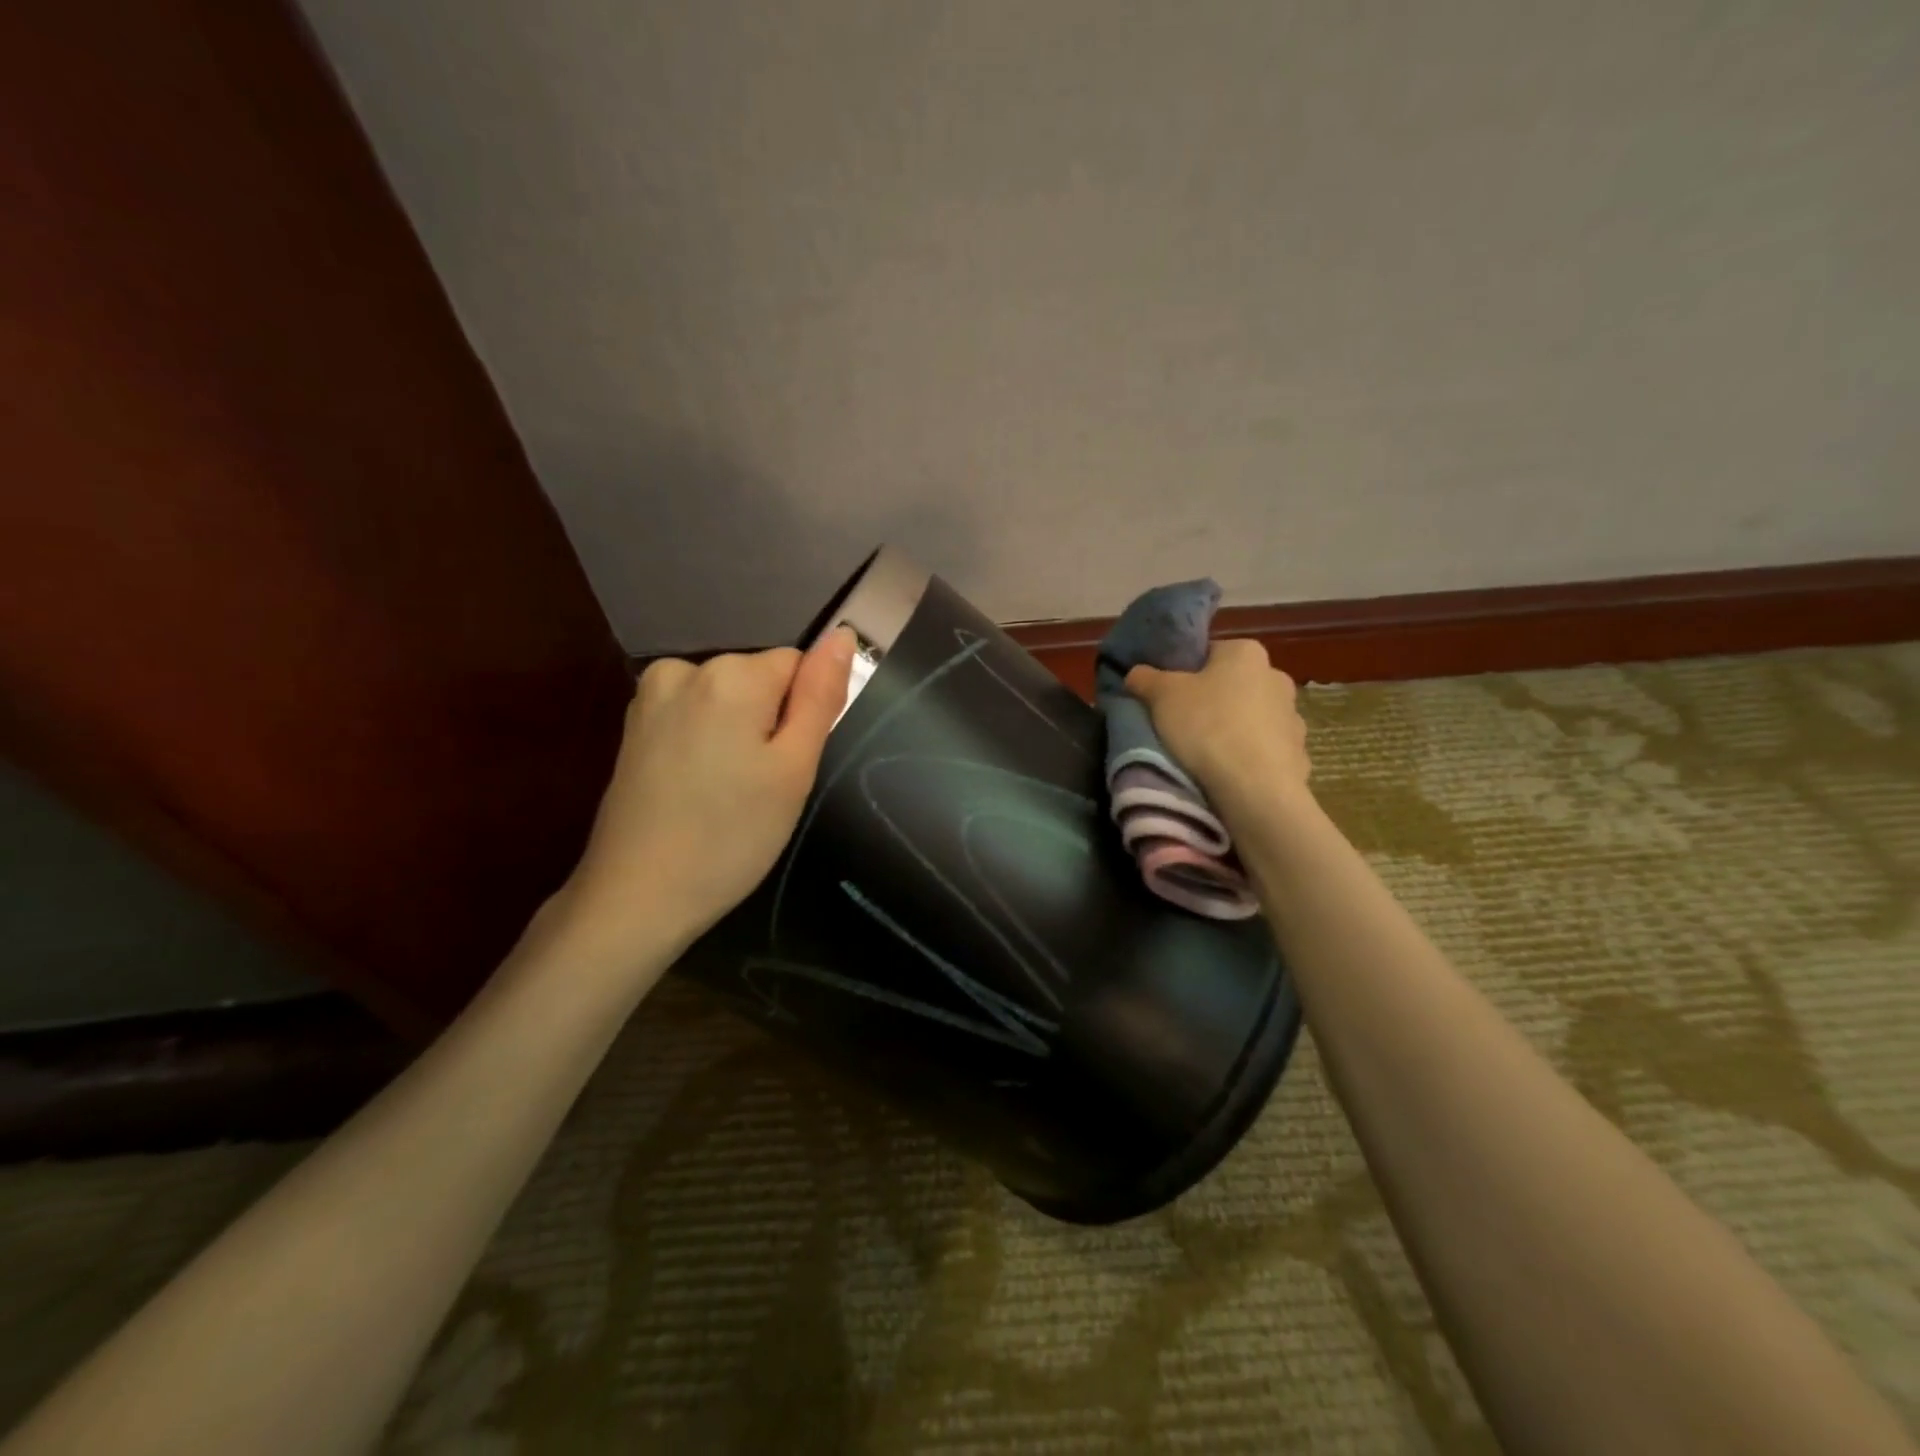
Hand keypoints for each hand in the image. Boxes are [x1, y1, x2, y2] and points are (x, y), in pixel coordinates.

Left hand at [555, 630, 856, 970]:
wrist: (637, 895)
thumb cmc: (731, 835)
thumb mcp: (794, 769)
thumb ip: (820, 695)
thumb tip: (843, 635)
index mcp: (731, 675)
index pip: (798, 666)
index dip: (802, 715)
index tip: (786, 766)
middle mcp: (685, 668)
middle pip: (759, 679)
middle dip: (769, 723)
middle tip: (759, 787)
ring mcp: (651, 695)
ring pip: (727, 698)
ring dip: (737, 734)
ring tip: (726, 792)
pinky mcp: (633, 724)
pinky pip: (694, 714)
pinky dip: (705, 742)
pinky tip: (696, 788)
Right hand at [1126, 638, 1310, 817]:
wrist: (1254, 788)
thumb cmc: (1206, 727)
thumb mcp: (1161, 696)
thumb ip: (1145, 678)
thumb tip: (1137, 673)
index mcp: (1246, 653)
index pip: (1209, 653)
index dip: (1184, 673)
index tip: (1167, 696)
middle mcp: (1276, 677)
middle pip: (1232, 685)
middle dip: (1211, 701)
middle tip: (1182, 724)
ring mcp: (1293, 717)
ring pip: (1251, 718)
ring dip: (1233, 730)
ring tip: (1205, 754)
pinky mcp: (1299, 754)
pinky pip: (1265, 750)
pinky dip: (1249, 758)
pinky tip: (1230, 773)